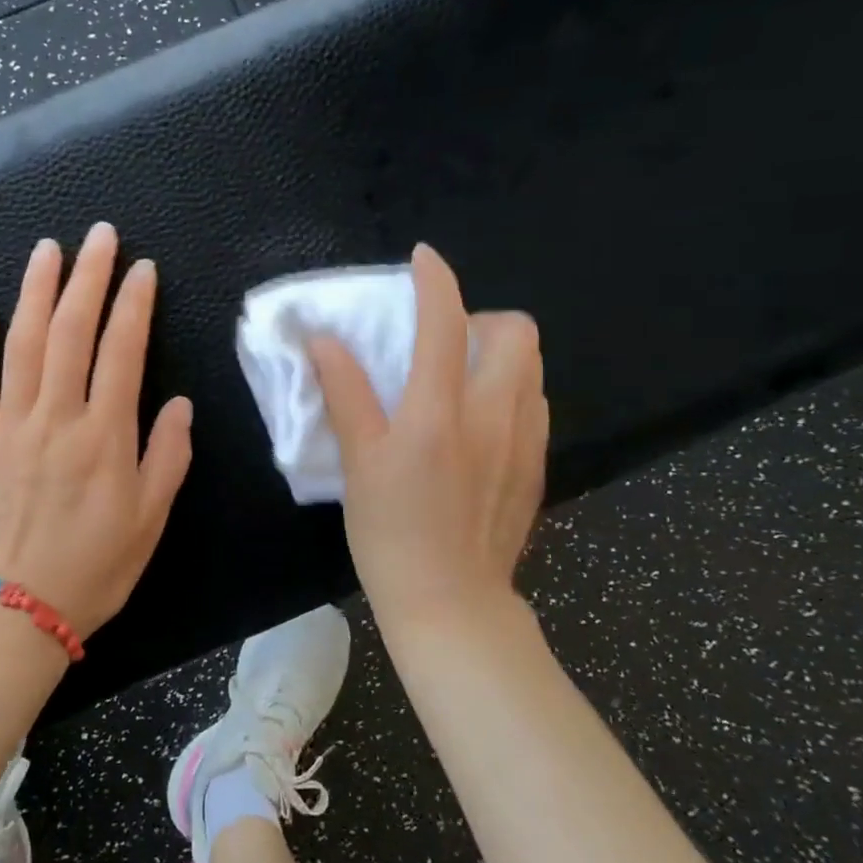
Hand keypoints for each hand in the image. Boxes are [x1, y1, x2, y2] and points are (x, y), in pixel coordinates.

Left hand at [0, 222, 193, 638]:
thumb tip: (177, 403)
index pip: (122, 351)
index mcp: (104, 436)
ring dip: (35, 291)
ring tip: (48, 249)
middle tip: (100, 235)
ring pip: (22, 344)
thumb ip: (167, 456)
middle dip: (88, 277)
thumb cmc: (93, 568)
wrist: (13, 612)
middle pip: (71, 332)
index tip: (143, 269)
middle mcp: (56, 418)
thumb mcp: (150, 520)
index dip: (134, 304)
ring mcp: (8, 426)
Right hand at [308, 244, 548, 631]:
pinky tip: (480, 423)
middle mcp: (493, 415)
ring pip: (532, 367)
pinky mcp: (538, 465)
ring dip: (499, 353)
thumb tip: (324, 341)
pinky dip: (511, 391)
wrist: (451, 602)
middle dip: (483, 318)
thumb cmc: (391, 533)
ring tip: (462, 378)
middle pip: (516, 332)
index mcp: (439, 412)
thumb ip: (345, 394)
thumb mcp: (359, 462)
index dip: (434, 280)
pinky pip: (535, 404)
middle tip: (446, 342)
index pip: (445, 323)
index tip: (422, 260)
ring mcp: (525, 440)